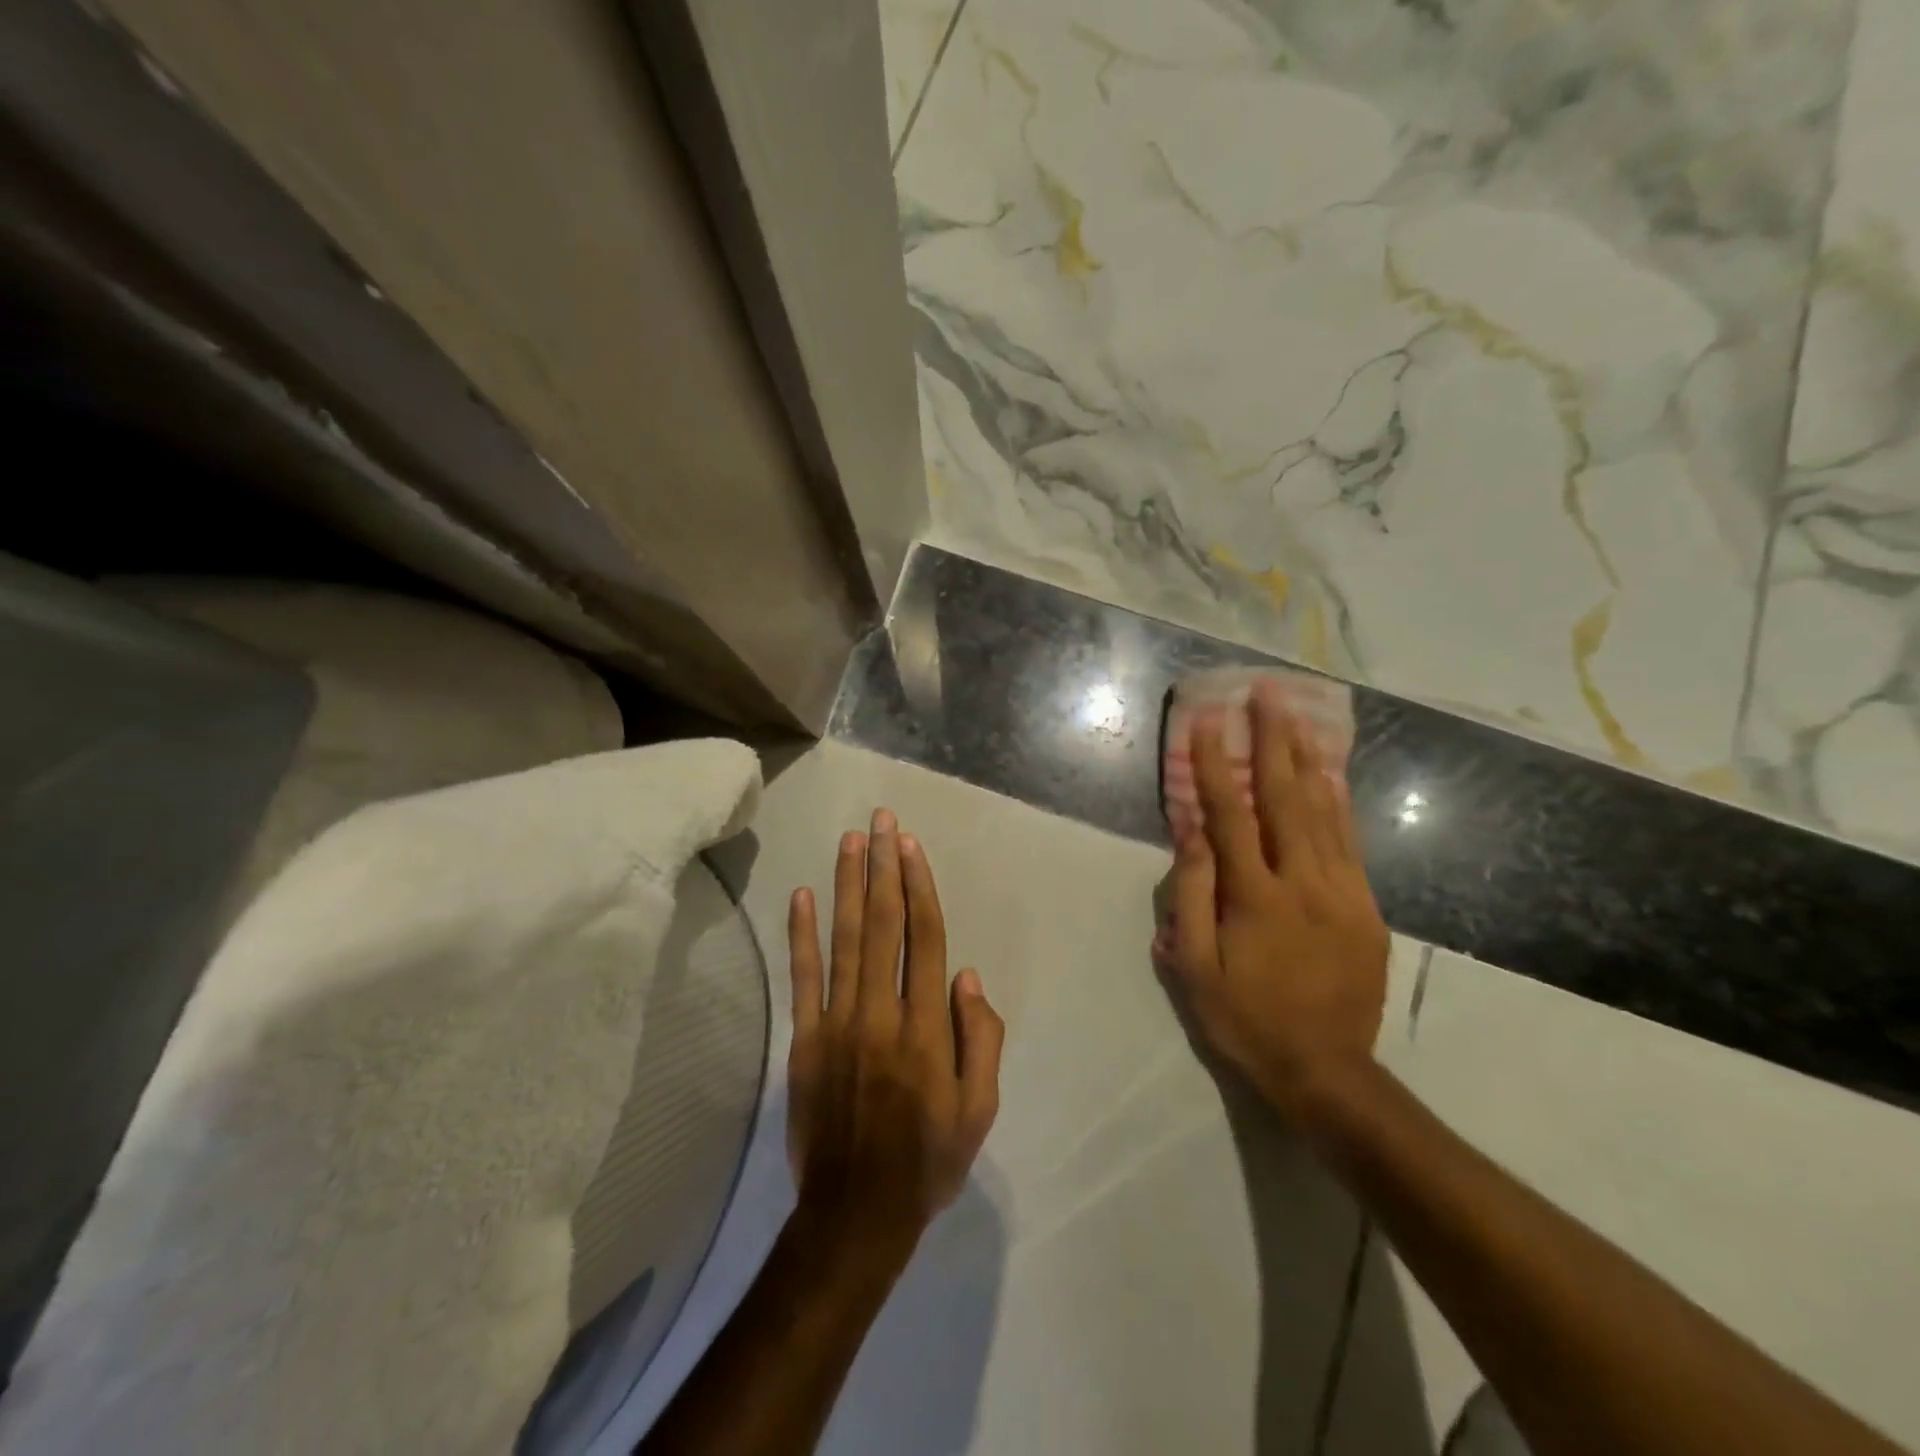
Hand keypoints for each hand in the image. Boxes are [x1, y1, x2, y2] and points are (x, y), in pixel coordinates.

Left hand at [786, 809, 1004, 1264]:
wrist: (855, 1214)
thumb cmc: (928, 1160)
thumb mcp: (980, 1110)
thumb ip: (981, 1039)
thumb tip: (967, 977)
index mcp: (926, 1028)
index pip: (924, 939)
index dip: (918, 887)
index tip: (910, 846)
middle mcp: (881, 1012)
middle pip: (883, 925)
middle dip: (882, 867)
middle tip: (881, 821)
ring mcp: (837, 1024)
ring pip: (844, 940)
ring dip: (846, 885)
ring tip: (850, 841)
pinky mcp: (804, 1040)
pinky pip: (803, 979)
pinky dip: (801, 935)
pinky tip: (802, 896)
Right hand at [1163, 680, 1388, 1126]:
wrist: (1326, 1071)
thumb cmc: (1244, 1018)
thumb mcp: (1196, 967)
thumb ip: (1192, 896)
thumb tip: (1191, 834)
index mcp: (1256, 899)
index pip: (1231, 815)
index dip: (1217, 765)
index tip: (1208, 720)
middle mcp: (1304, 884)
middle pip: (1288, 798)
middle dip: (1275, 740)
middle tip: (1268, 693)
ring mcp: (1344, 894)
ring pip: (1325, 813)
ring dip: (1308, 759)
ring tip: (1299, 717)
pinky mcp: (1367, 908)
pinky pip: (1350, 843)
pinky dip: (1338, 803)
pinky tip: (1329, 776)